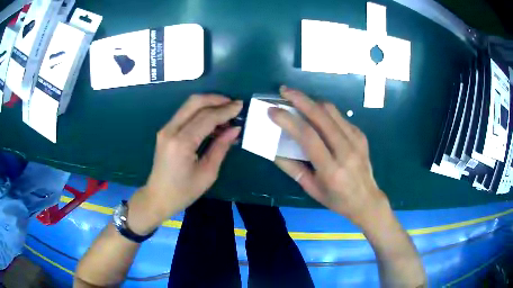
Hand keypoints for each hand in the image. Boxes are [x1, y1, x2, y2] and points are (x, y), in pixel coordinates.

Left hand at [128, 95, 241, 233]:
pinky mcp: (165, 131)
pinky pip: (184, 114)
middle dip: (216, 99)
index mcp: (181, 143)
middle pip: (194, 103)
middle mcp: (170, 130)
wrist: (158, 197)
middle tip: (233, 104)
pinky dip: (200, 111)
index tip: (240, 105)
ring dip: (208, 104)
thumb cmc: (184, 192)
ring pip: (188, 105)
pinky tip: (212, 120)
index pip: (206, 118)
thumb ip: (221, 147)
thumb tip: (235, 129)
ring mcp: (165, 129)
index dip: (225, 110)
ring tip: (226, 111)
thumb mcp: (208, 173)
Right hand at [269, 86, 389, 227]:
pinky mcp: (361, 135)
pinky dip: (324, 111)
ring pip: (332, 111)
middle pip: (321, 116)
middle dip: (300, 99)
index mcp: (331, 169)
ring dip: (312, 101)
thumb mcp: (311, 188)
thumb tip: (272, 149)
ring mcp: (356, 140)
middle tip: (284, 91)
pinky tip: (316, 115)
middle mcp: (346, 151)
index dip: (288, 120)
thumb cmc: (336, 199)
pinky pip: (340, 116)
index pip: (308, 137)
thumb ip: (291, 167)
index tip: (272, 110)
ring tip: (297, 98)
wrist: (367, 199)